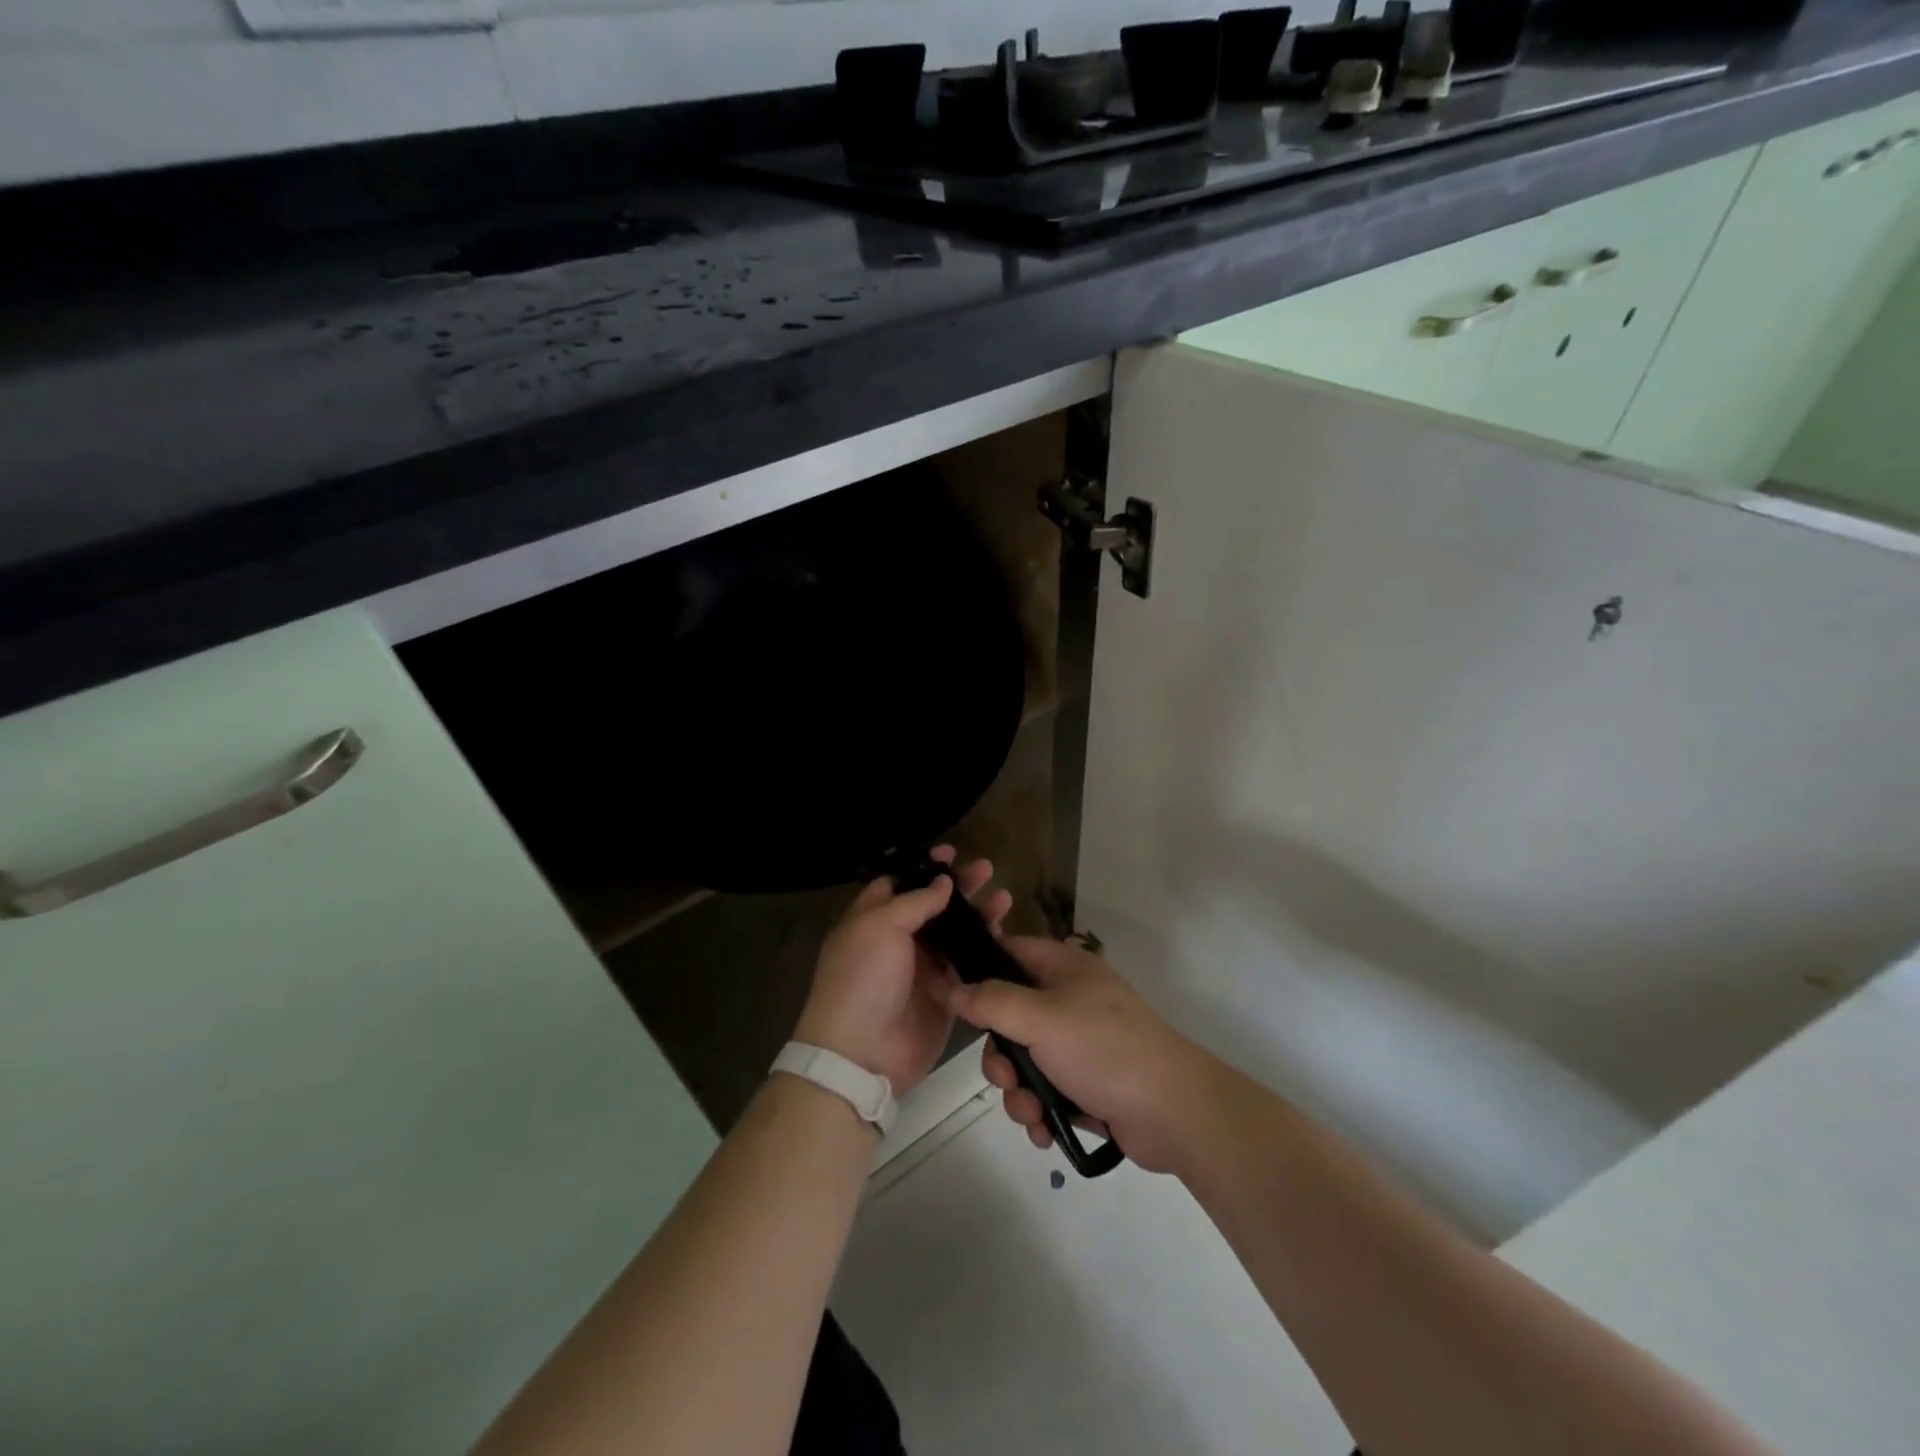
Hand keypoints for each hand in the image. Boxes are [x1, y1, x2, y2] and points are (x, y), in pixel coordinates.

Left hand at [794, 847, 1010, 1096]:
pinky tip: (1005, 934)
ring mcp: (922, 969)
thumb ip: (914, 902)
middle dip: (959, 886)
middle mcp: (897, 940)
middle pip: (932, 905)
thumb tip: (942, 883)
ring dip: (978, 915)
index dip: (924, 867)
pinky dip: (984, 950)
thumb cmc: (863, 979)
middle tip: (987, 869)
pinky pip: (967, 966)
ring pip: (954, 934)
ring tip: (1004, 898)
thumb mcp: (880, 928)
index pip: (898, 882)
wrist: (863, 1055)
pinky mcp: (944, 995)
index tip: (951, 853)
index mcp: (872, 920)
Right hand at [943, 937, 1218, 1174]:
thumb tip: (953, 988)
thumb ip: (992, 1001)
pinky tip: (1045, 1131)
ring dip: (1018, 1091)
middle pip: (1008, 1016)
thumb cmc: (1104, 1050)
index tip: (952, 1000)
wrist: (1174, 1112)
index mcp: (1063, 967)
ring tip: (1032, 1114)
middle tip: (1007, 1077)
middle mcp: (1068, 999)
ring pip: (1024, 1059)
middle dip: (1001, 1056)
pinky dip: (1039, 1110)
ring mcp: (1079, 1042)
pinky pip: (1044, 1090)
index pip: (1008, 952)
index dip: (978, 971)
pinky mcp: (1086, 1082)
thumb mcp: (1041, 1019)